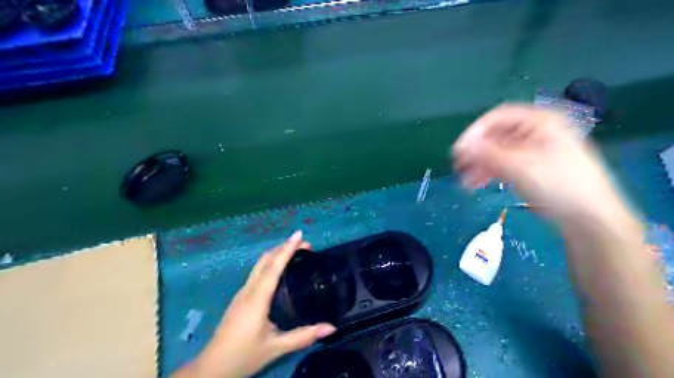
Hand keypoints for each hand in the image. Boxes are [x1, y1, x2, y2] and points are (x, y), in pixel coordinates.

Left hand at [178, 231, 334, 377]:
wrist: (212, 368)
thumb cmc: (244, 356)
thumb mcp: (276, 347)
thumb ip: (304, 336)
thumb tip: (331, 327)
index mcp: (257, 299)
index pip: (274, 267)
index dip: (287, 249)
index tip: (299, 234)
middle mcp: (248, 290)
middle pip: (265, 260)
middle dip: (284, 247)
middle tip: (305, 245)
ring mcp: (242, 293)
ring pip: (259, 265)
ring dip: (277, 254)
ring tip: (295, 253)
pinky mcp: (240, 298)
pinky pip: (257, 273)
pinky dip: (271, 264)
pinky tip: (280, 271)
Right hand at [452, 101, 631, 227]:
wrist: (588, 218)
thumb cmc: (557, 185)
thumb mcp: (519, 166)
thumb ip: (486, 154)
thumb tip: (459, 146)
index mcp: (540, 121)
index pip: (498, 117)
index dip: (474, 132)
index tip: (458, 151)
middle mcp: (536, 132)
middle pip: (496, 136)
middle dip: (475, 152)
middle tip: (458, 167)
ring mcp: (535, 151)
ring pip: (498, 152)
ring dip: (479, 164)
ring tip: (465, 182)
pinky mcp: (532, 168)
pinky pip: (504, 165)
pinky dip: (489, 173)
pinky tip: (476, 184)